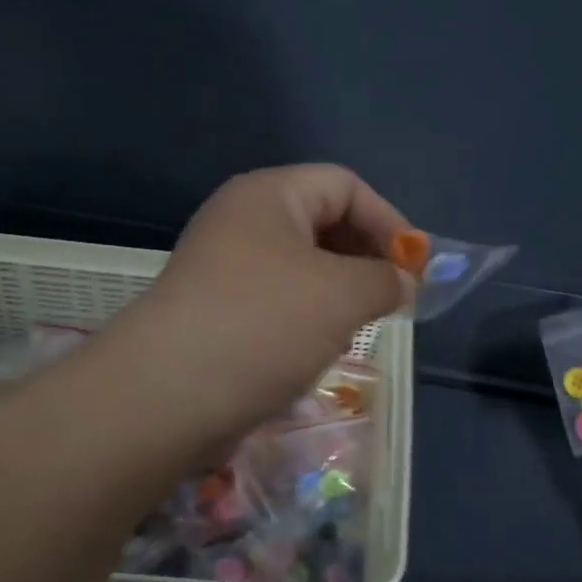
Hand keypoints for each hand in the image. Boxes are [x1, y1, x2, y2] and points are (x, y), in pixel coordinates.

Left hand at [125, 164, 411, 458]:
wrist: (166, 396)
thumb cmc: (264, 324)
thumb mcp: (343, 295)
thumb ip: (385, 279)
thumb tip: (401, 283)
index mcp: (269, 195)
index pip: (345, 185)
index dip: (389, 220)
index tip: (416, 267)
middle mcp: (243, 220)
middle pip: (323, 221)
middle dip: (366, 256)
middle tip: (394, 297)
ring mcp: (225, 266)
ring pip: (302, 265)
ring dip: (340, 290)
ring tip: (361, 325)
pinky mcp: (217, 309)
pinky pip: (278, 299)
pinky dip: (309, 315)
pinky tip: (321, 347)